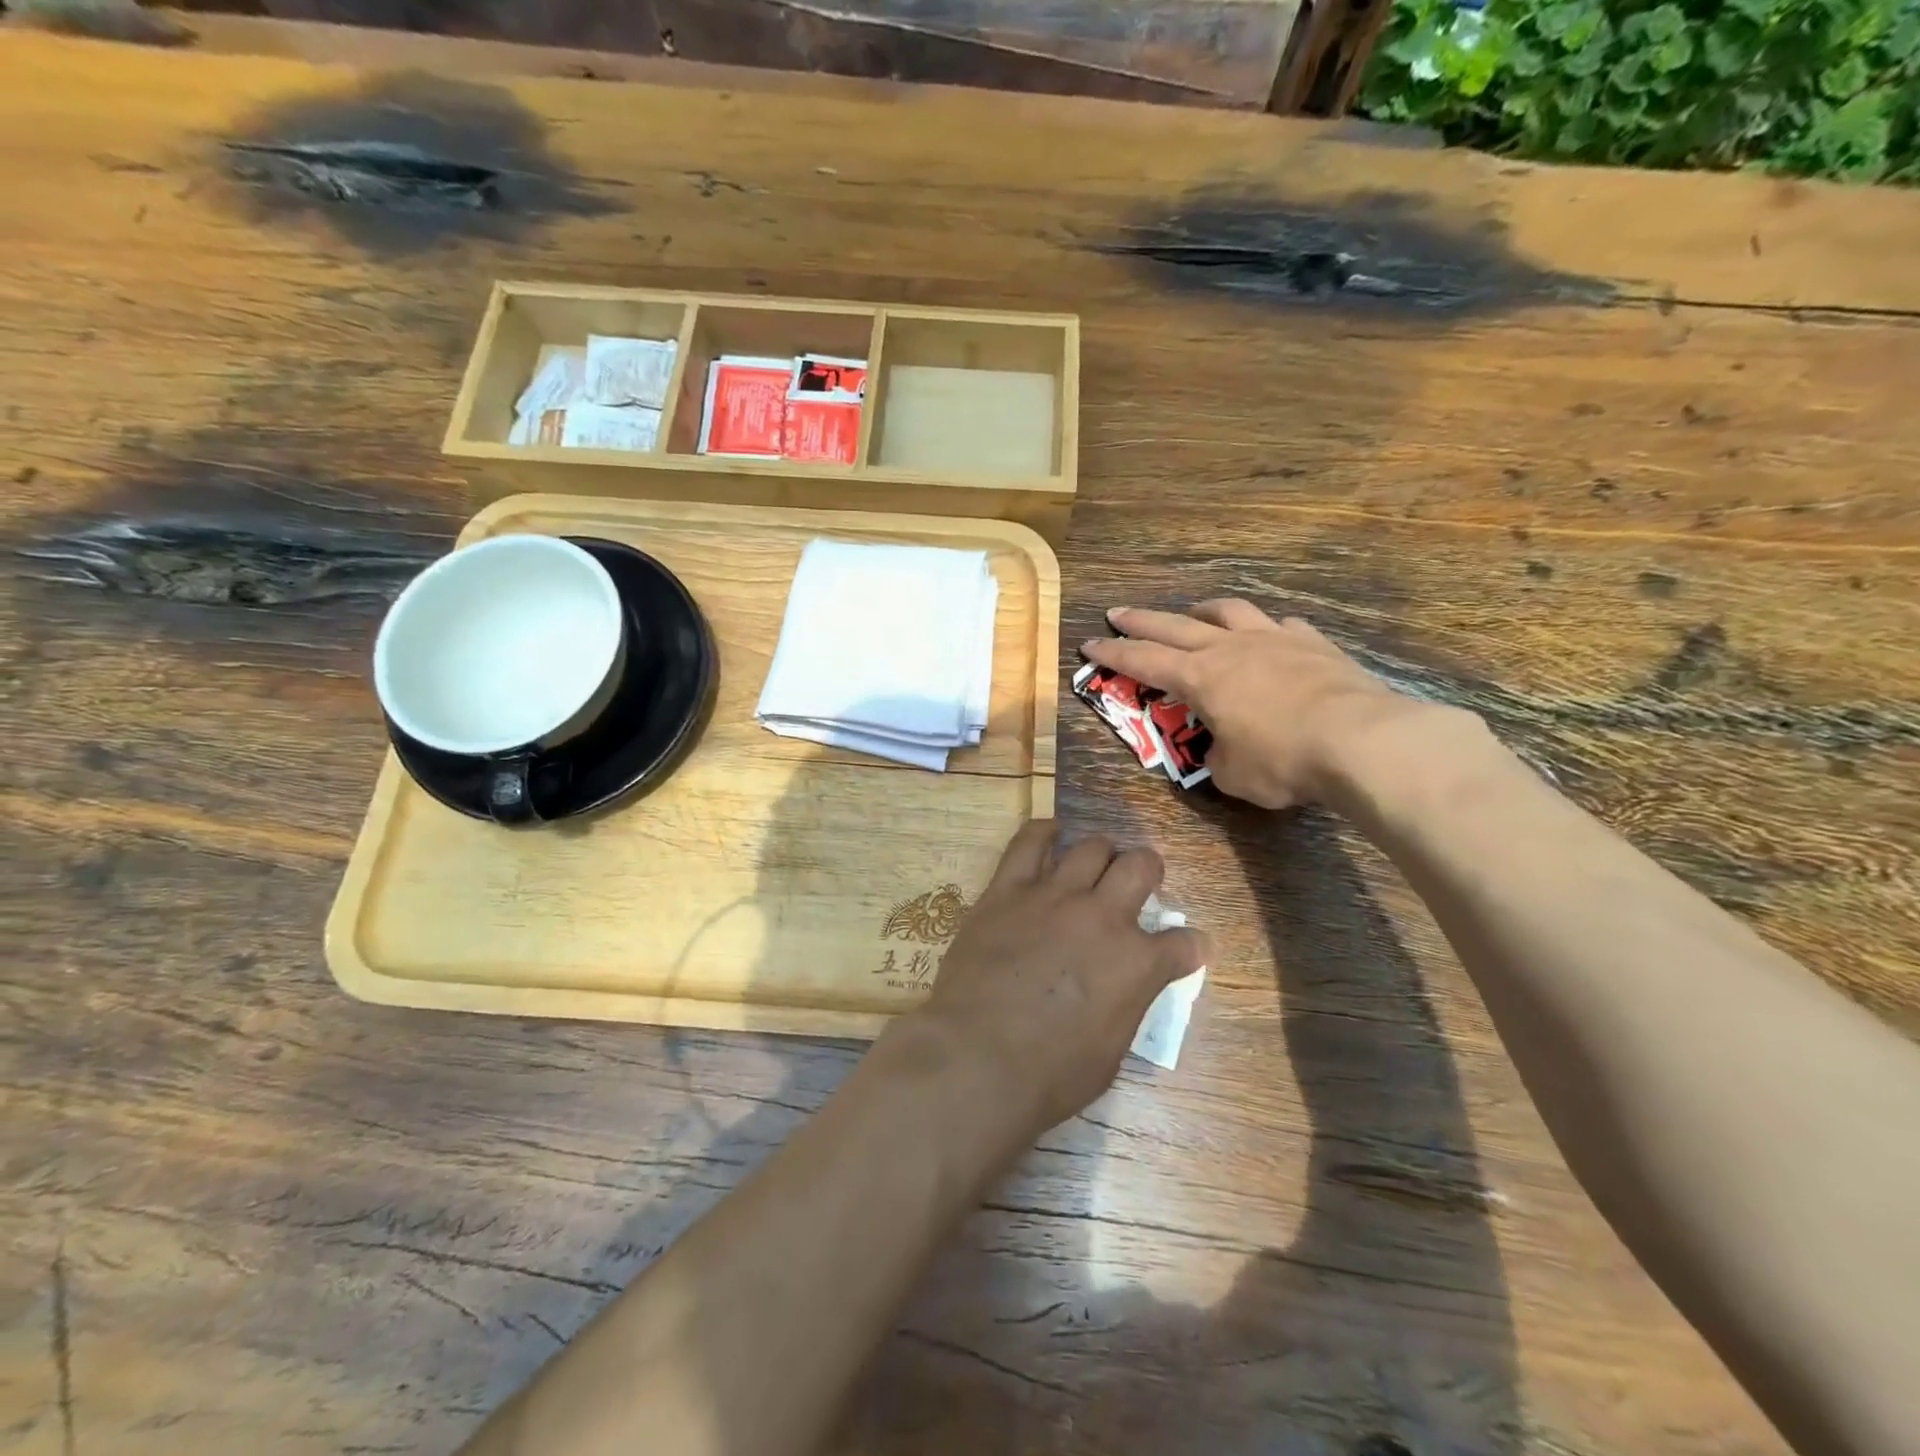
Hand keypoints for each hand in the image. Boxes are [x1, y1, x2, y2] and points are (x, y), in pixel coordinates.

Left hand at [907, 821, 1207, 1135]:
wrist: (978, 1056)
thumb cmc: (1049, 1075)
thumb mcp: (1110, 1053)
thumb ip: (1126, 1006)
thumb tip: (1127, 986)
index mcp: (1137, 964)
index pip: (1184, 944)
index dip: (1190, 946)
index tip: (1188, 948)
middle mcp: (1103, 917)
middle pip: (1141, 867)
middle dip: (1149, 870)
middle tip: (1139, 881)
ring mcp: (1054, 896)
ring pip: (1092, 847)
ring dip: (1103, 853)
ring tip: (1097, 861)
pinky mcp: (1008, 889)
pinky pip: (1029, 842)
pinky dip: (1043, 833)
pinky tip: (1050, 833)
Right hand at [1083, 600, 1439, 809]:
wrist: (1360, 740)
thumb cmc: (1283, 760)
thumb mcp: (1233, 774)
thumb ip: (1218, 756)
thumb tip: (1223, 748)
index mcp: (1201, 678)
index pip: (1144, 661)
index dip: (1113, 654)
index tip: (1089, 644)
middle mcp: (1231, 649)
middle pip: (1174, 625)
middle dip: (1140, 620)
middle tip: (1117, 612)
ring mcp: (1274, 639)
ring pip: (1228, 611)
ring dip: (1202, 610)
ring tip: (1193, 612)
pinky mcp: (1314, 643)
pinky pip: (1281, 626)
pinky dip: (1265, 629)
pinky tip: (1270, 636)